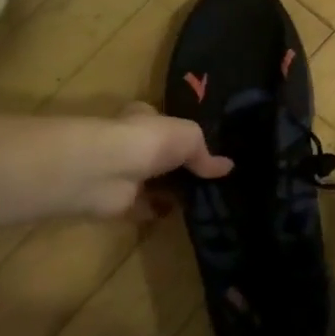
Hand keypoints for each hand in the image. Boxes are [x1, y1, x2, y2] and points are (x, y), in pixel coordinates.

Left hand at [68, 103, 232, 219]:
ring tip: (203, 201)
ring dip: (172, 192)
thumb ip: (205, 154)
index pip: (163, 123)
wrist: (107, 171)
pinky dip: (160, 212)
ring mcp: (124, 174)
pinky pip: (144, 208)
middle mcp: (132, 144)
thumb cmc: (149, 141)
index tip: (204, 150)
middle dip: (180, 167)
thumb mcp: (189, 137)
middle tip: (210, 181)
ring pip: (154, 183)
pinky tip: (183, 216)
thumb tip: (227, 167)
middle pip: (160, 156)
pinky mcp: (119, 203)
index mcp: (144, 119)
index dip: (180, 135)